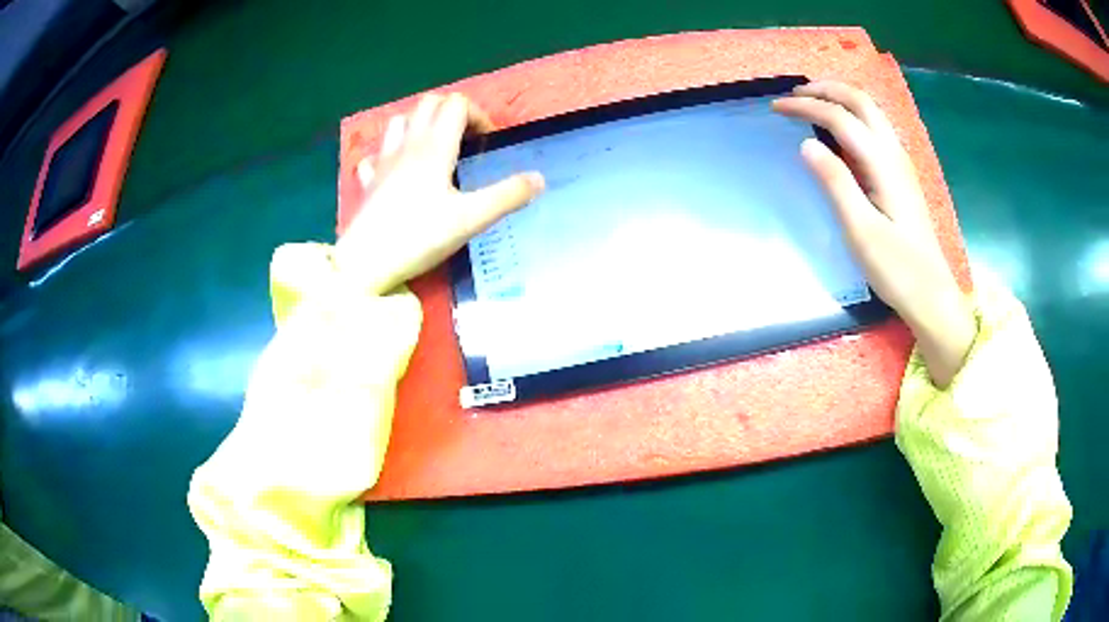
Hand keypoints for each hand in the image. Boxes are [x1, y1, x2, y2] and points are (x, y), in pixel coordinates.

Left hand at [335, 93, 544, 293]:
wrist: (366, 263)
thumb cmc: (419, 236)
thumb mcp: (471, 219)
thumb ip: (507, 196)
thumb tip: (539, 178)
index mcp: (434, 147)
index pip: (456, 105)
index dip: (477, 115)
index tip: (487, 143)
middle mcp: (407, 145)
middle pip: (428, 103)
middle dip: (451, 112)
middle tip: (465, 139)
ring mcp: (383, 162)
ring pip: (399, 121)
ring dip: (419, 123)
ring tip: (433, 146)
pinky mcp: (368, 182)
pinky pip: (376, 155)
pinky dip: (389, 153)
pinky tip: (396, 170)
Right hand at [773, 81, 974, 387]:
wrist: (931, 294)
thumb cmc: (896, 268)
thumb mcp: (861, 230)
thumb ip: (835, 183)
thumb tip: (806, 143)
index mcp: (883, 165)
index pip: (841, 119)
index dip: (807, 108)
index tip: (776, 109)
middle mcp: (894, 154)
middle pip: (861, 102)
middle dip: (826, 90)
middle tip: (794, 95)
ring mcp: (900, 164)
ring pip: (871, 112)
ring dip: (841, 99)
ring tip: (812, 103)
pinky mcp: (901, 176)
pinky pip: (875, 129)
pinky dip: (852, 116)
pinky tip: (840, 131)